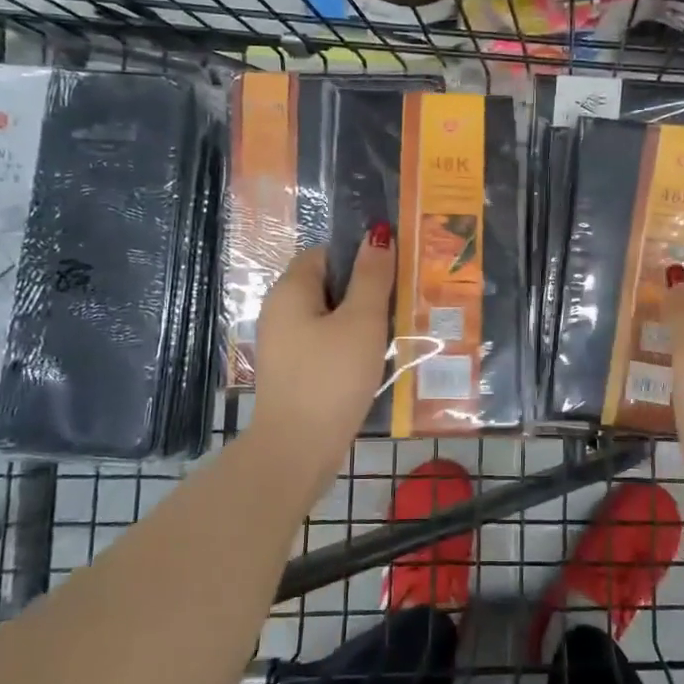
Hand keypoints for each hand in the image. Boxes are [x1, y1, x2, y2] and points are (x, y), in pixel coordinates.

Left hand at [246, 228, 395, 488]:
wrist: (297, 450)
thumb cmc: (331, 377)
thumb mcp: (361, 321)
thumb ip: (372, 276)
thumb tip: (378, 233)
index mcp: (290, 290)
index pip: (325, 253)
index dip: (359, 257)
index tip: (393, 272)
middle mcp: (281, 312)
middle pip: (328, 286)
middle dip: (365, 291)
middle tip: (403, 300)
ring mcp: (285, 345)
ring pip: (330, 318)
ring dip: (361, 322)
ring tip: (397, 330)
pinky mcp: (294, 373)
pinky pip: (326, 345)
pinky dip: (350, 347)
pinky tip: (375, 361)